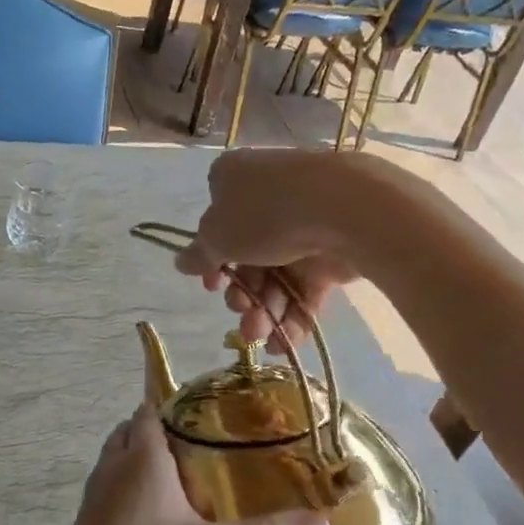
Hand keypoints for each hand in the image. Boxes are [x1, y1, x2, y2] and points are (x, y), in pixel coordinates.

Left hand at [38, 403, 328, 524]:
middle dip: (159, 430)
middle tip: (200, 444)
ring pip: (117, 459)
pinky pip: (109, 487)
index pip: (150, 411)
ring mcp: (94, 496)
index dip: (173, 404)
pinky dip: (129, 486)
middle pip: (130, 431)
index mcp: (141, 461)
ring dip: (140, 458)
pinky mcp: (86, 522)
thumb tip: (321, 520)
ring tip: (182, 476)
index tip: (206, 411)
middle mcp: (112, 468)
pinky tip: (156, 515)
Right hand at [173, 150, 364, 351]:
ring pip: (276, 277)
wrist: (343, 210)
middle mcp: (268, 201)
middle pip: (247, 257)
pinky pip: (305, 289)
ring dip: (264, 311)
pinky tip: (282, 343)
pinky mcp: (330, 253)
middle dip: (241, 294)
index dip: (213, 261)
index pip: (216, 223)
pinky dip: (293, 316)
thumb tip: (181, 262)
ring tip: (261, 335)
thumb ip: (200, 254)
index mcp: (235, 182)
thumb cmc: (265, 215)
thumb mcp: (218, 236)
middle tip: (241, 311)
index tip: (211, 285)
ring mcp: (302, 226)